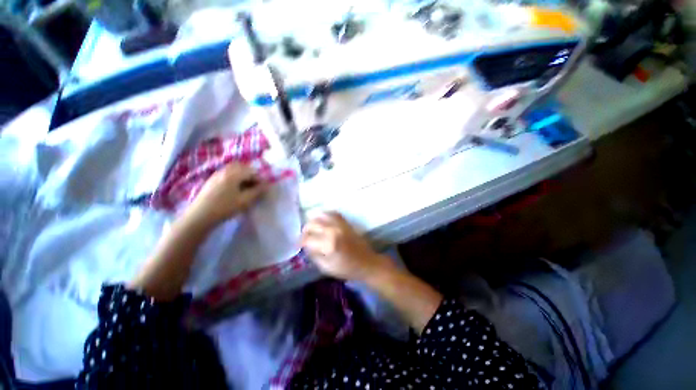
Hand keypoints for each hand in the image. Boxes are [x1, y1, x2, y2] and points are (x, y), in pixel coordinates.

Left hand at [185, 163, 267, 225]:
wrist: (199, 216)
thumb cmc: (225, 207)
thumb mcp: (245, 200)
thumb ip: (257, 191)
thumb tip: (267, 185)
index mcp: (233, 174)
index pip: (252, 171)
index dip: (260, 179)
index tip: (264, 187)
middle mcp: (225, 171)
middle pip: (242, 167)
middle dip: (251, 174)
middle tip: (256, 185)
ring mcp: (216, 175)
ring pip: (233, 170)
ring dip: (242, 176)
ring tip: (246, 187)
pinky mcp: (211, 180)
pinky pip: (226, 174)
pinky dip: (234, 178)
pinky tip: (235, 189)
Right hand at [301, 212, 393, 281]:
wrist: (366, 262)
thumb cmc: (346, 268)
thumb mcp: (325, 267)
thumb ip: (313, 255)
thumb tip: (306, 245)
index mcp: (328, 244)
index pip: (307, 239)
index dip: (300, 242)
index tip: (299, 245)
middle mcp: (333, 230)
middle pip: (312, 224)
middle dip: (305, 231)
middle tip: (306, 238)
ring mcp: (340, 224)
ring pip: (320, 215)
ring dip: (313, 222)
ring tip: (313, 229)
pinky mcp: (345, 222)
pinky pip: (332, 213)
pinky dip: (325, 215)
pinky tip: (323, 222)